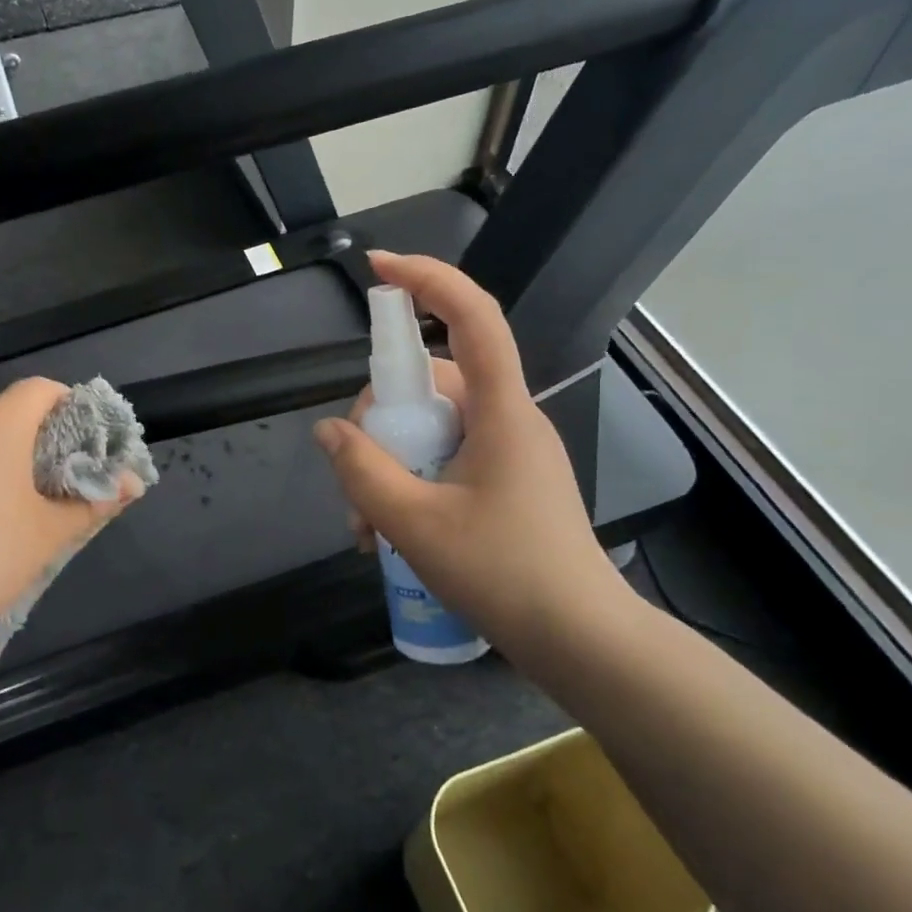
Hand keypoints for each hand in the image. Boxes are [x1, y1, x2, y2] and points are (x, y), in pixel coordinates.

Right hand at [314, 252, 623, 647]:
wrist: (582, 643)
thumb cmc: (505, 575)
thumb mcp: (415, 524)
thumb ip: (363, 472)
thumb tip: (329, 430)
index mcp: (500, 410)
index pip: (472, 317)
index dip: (427, 279)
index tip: (377, 268)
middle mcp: (507, 418)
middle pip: (429, 384)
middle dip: (379, 423)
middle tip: (353, 486)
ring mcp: (508, 451)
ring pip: (431, 429)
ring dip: (389, 464)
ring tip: (366, 528)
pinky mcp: (505, 481)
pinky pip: (445, 458)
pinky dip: (411, 482)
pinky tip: (389, 534)